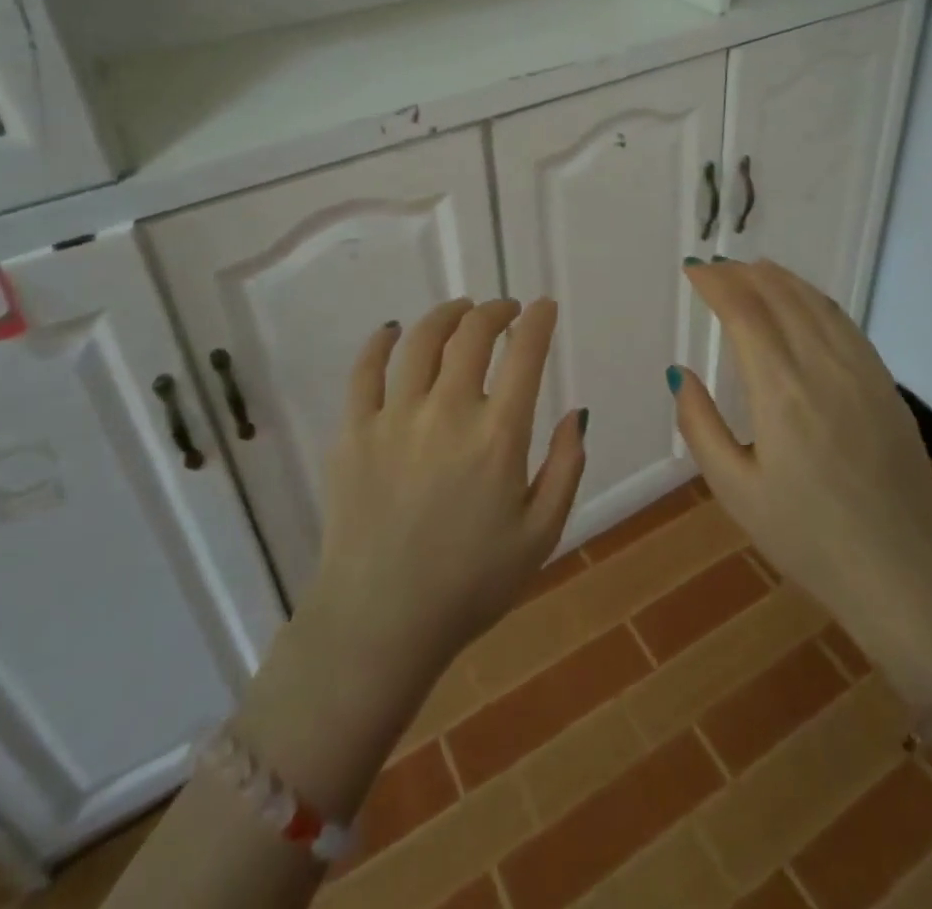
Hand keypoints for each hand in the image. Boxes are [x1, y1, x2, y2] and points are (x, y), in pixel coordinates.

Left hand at [303, 297, 588, 682]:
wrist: (380, 624)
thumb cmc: (470, 585)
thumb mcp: (541, 534)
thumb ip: (566, 467)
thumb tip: (577, 412)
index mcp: (497, 436)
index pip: (524, 353)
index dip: (538, 320)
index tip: (544, 307)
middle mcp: (447, 411)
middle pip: (472, 334)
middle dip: (495, 310)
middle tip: (504, 310)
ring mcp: (394, 417)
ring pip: (421, 340)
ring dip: (446, 315)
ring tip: (460, 312)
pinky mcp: (353, 432)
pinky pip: (364, 370)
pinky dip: (381, 341)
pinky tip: (392, 331)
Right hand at [670, 260, 931, 700]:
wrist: (903, 571)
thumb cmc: (808, 538)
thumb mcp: (736, 492)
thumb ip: (701, 426)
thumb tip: (681, 373)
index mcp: (781, 393)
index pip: (744, 313)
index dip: (716, 283)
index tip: (693, 271)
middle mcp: (823, 368)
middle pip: (780, 297)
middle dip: (743, 273)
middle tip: (715, 267)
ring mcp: (861, 372)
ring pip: (816, 303)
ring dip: (780, 278)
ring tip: (752, 269)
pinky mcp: (886, 384)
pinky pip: (845, 323)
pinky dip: (815, 299)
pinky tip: (803, 301)